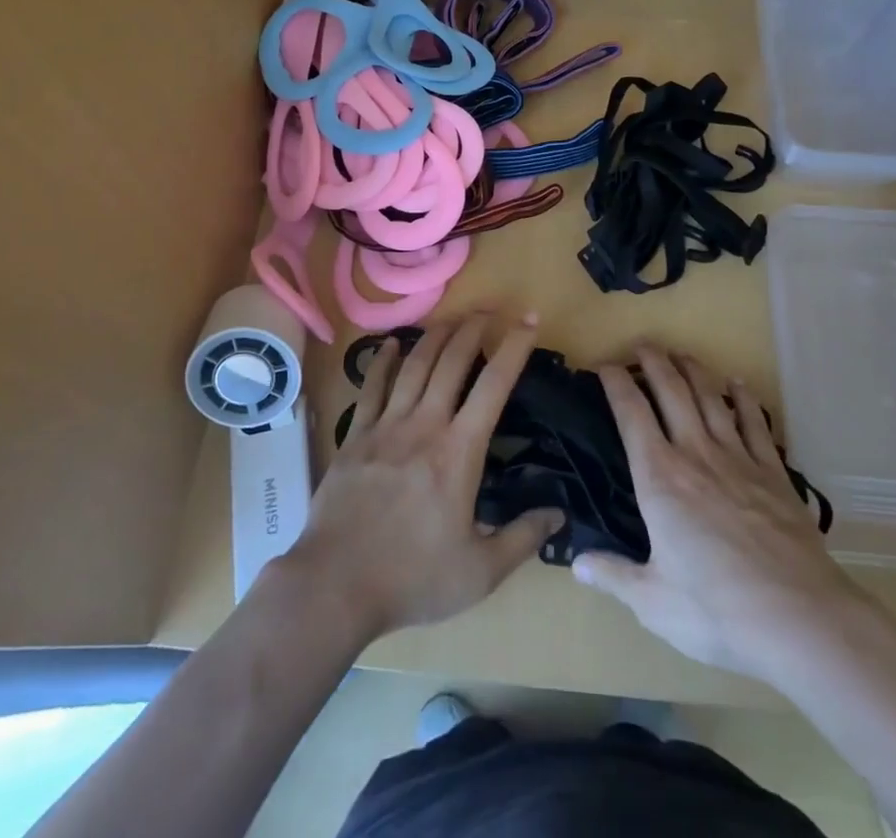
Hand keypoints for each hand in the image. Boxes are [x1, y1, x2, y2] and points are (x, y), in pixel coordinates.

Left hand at [287, 313, 563, 643]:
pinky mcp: (355, 436)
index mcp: (459, 451)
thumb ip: (522, 538)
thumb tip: (559, 514)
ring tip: (451, 319)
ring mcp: (385, 426)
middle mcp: (424, 425)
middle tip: (488, 310)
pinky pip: (371, 387)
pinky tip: (389, 344)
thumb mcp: (480, 572)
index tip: (528, 320)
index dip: (514, 347)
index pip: (494, 385)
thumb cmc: (412, 579)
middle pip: (451, 361)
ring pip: (414, 366)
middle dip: (472, 329)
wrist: (335, 585)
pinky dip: (382, 361)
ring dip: (435, 337)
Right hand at [572, 346, 861, 684]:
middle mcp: (695, 454)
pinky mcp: (774, 474)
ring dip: (693, 370)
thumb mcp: (653, 602)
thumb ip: (613, 576)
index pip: (630, 413)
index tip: (603, 365)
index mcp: (659, 478)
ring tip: (680, 354)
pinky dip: (744, 400)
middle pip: (671, 391)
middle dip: (653, 361)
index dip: (615, 382)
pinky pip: (755, 424)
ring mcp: (739, 459)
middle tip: (642, 345)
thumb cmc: (716, 610)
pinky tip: (739, 386)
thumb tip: (578, 562)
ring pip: (711, 398)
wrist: (799, 618)